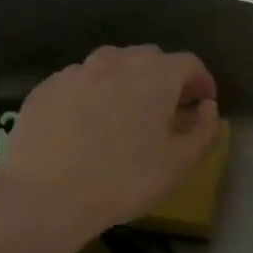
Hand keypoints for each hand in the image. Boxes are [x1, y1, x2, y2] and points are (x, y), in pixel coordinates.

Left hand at [0, 45, 220, 241]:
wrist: (45, 195)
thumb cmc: (124, 180)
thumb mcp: (180, 164)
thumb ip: (203, 130)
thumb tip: (207, 107)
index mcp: (156, 75)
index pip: (189, 63)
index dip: (201, 81)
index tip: (202, 104)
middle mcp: (117, 61)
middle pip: (149, 58)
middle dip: (164, 78)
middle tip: (166, 111)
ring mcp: (77, 71)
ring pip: (111, 66)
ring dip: (125, 83)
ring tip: (123, 116)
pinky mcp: (46, 88)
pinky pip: (79, 82)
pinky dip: (91, 95)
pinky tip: (85, 126)